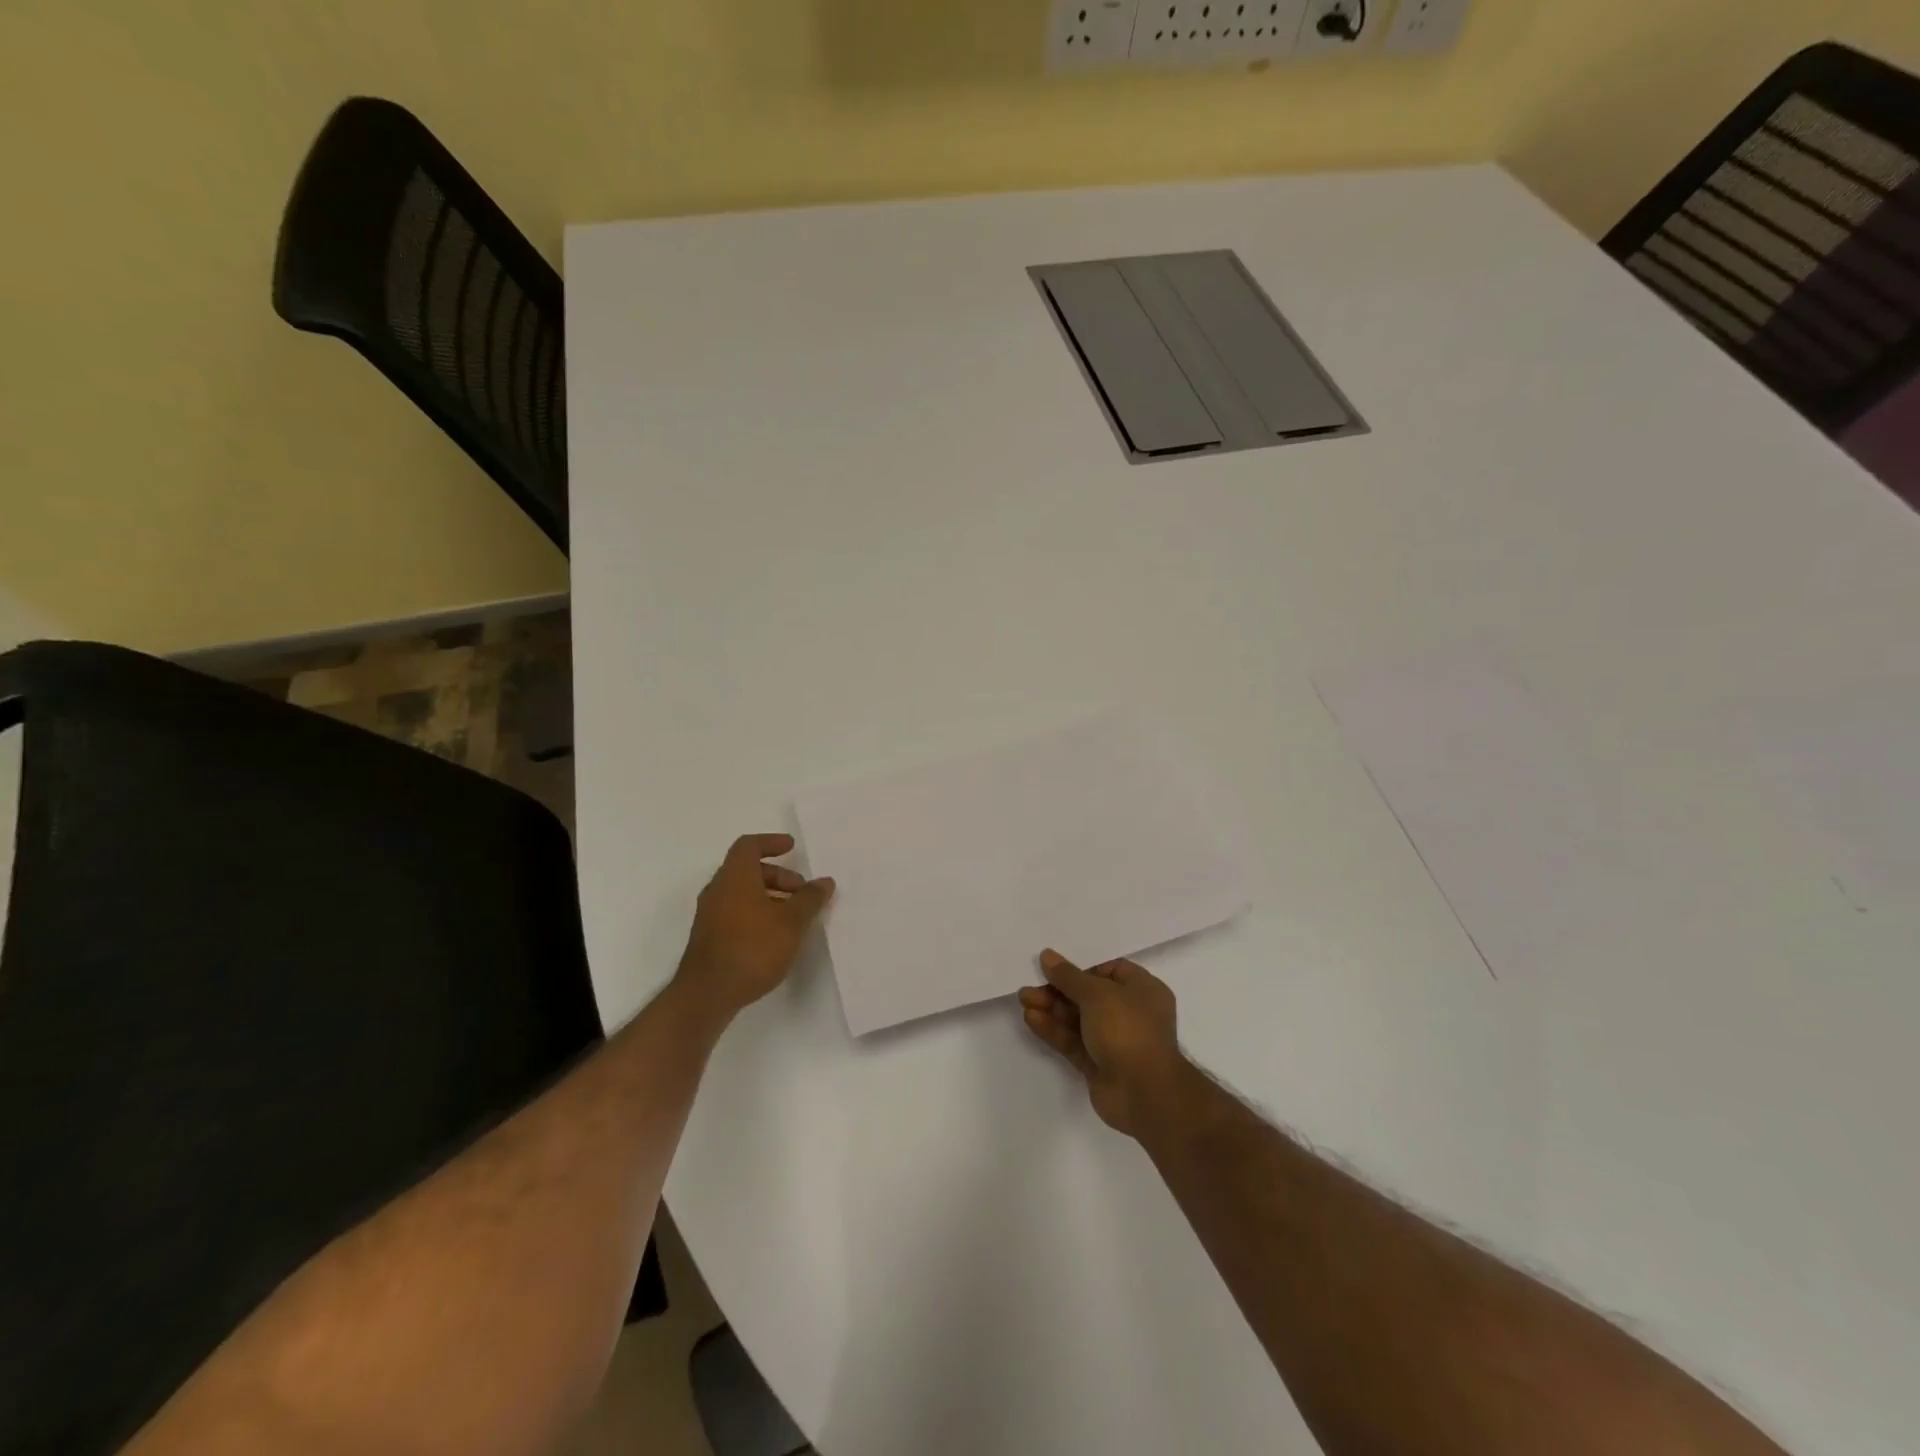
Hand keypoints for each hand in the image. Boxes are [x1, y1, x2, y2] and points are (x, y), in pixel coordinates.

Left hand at [675, 834, 834, 1018]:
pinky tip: (776, 936)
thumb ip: (810, 899)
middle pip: (747, 870)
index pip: (749, 846)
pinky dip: (757, 913)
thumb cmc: (752, 948)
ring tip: (794, 917)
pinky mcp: (710, 938)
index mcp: (734, 877)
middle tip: (801, 891)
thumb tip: (824, 881)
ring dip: (770, 896)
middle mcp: (718, 890)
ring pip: (742, 893)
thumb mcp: (792, 922)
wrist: (707, 995)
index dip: (771, 842)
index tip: (792, 847)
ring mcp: (710, 916)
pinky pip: (736, 912)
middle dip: (778, 875)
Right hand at [1018, 949, 1185, 1136]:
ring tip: (1024, 999)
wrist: (1143, 1093)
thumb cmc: (1128, 1030)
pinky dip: (1054, 1030)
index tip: (1055, 966)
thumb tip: (1048, 956)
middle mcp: (1130, 1013)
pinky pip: (1073, 1041)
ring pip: (1078, 1019)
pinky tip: (1031, 1019)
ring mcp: (1115, 1041)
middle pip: (1088, 995)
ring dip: (1051, 1009)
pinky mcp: (1099, 1064)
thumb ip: (1069, 976)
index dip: (1082, 968)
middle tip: (1031, 985)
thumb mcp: (1097, 994)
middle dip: (1058, 990)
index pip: (1109, 970)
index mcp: (1142, 990)